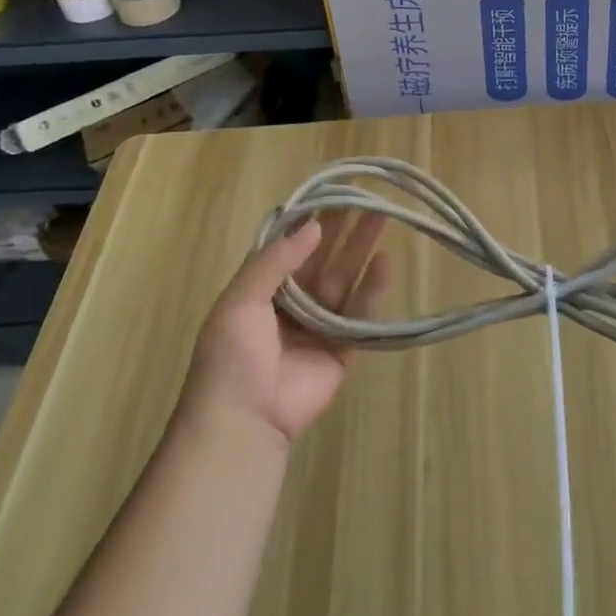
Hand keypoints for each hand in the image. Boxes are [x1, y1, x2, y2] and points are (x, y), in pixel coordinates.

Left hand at [182, 211, 389, 449]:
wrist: (242, 424)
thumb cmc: (231, 359)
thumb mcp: (239, 302)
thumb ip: (275, 262)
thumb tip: (312, 226)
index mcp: (263, 290)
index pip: (292, 246)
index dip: (312, 220)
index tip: (334, 192)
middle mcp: (293, 302)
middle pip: (324, 257)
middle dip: (343, 228)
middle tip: (367, 197)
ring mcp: (319, 325)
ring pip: (345, 278)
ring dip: (362, 248)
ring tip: (383, 217)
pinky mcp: (343, 348)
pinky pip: (361, 313)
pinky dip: (373, 288)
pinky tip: (384, 261)